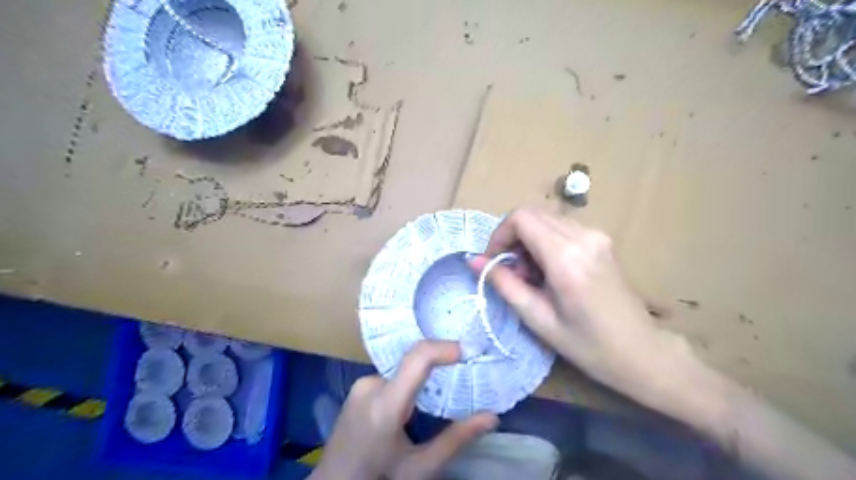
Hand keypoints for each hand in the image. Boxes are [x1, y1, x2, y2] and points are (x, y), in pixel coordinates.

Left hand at [310, 339, 498, 479]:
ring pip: (404, 370)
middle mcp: (370, 385)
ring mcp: (361, 384)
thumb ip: (456, 439)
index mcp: (385, 404)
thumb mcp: (420, 467)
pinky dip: (410, 383)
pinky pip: (393, 376)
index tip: (469, 351)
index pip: (418, 358)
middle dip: (440, 367)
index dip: (445, 347)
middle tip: (463, 378)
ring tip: (441, 398)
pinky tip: (417, 405)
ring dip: (424, 379)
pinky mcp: (358, 387)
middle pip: (413, 363)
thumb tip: (492, 417)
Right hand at [467, 209, 694, 405]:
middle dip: (512, 238)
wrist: (642, 352)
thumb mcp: (538, 319)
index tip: (493, 261)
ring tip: (531, 276)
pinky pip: (561, 228)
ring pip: (545, 219)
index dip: (499, 234)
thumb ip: (504, 284)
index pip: (521, 218)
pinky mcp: (602, 240)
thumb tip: (473, 261)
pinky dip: (545, 242)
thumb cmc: (588, 345)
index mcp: (566, 257)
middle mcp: (583, 236)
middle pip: (532, 214)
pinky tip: (549, 272)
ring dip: (528, 241)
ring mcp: (596, 235)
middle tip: (512, 272)